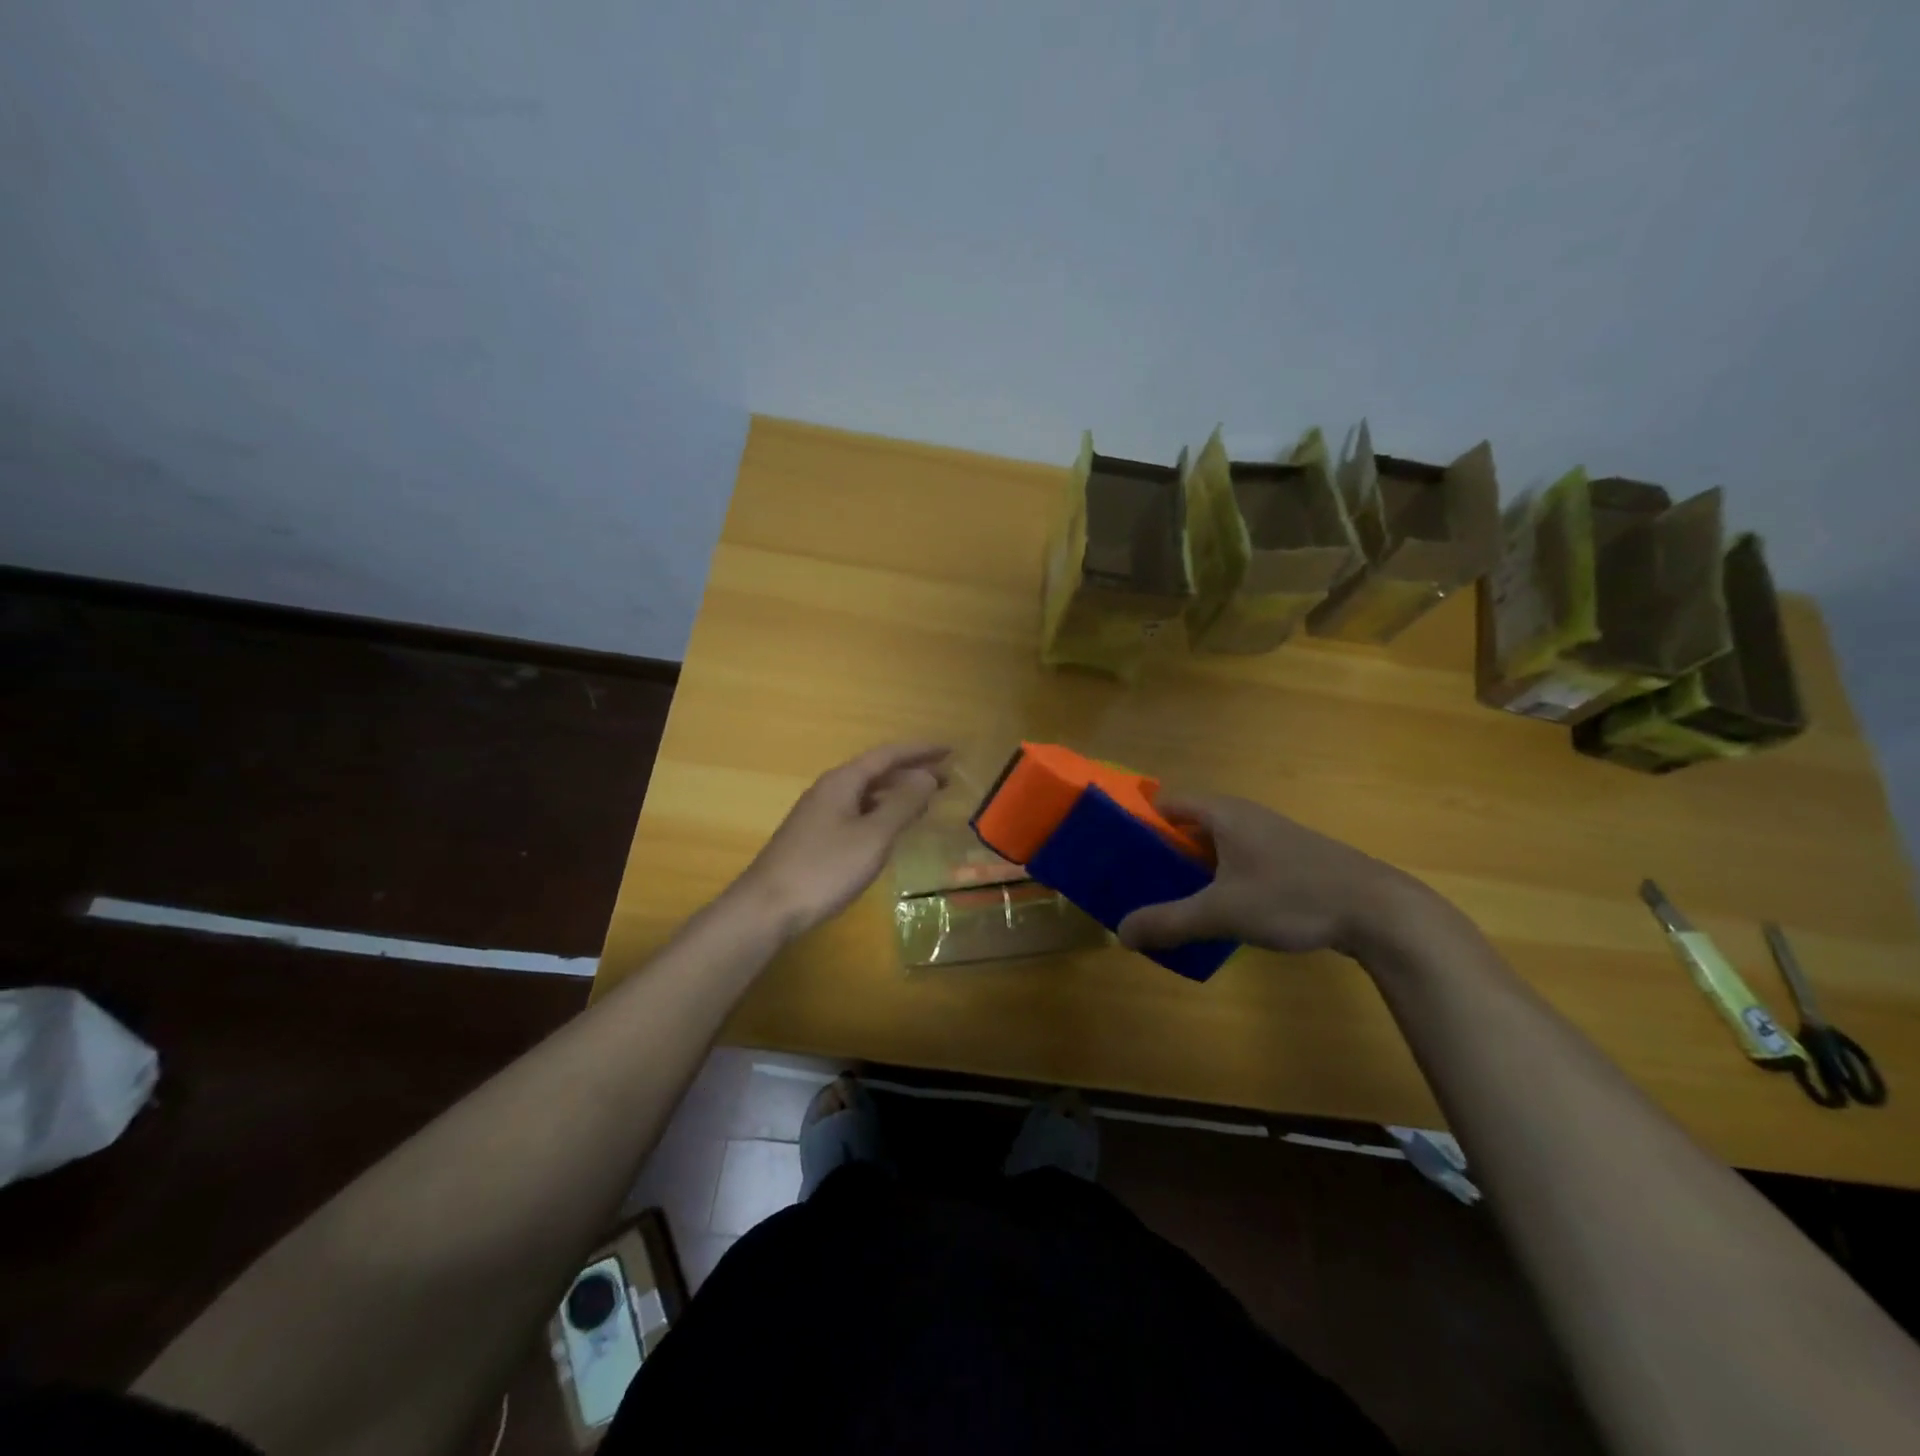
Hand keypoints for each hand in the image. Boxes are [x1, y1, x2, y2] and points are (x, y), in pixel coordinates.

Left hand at [733, 742, 950, 937]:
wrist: (767, 907)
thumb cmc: (824, 868)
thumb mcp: (872, 836)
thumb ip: (902, 804)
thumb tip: (927, 776)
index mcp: (843, 781)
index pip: (887, 755)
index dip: (920, 751)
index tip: (949, 750)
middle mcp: (830, 790)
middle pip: (876, 772)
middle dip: (912, 773)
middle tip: (947, 779)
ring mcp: (820, 814)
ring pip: (867, 794)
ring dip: (897, 794)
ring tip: (927, 802)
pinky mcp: (816, 837)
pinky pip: (858, 813)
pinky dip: (882, 814)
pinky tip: (892, 830)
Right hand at [1117, 794, 1431, 959]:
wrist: (1377, 911)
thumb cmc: (1292, 896)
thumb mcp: (1221, 912)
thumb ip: (1168, 922)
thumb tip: (1121, 934)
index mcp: (1223, 813)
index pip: (1165, 803)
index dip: (1137, 822)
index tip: (1114, 850)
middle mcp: (1243, 817)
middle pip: (1187, 826)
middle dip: (1159, 853)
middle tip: (1132, 883)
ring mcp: (1268, 838)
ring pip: (1213, 848)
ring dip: (1188, 870)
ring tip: (1164, 901)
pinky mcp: (1288, 861)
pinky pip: (1236, 863)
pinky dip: (1216, 881)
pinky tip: (1212, 913)